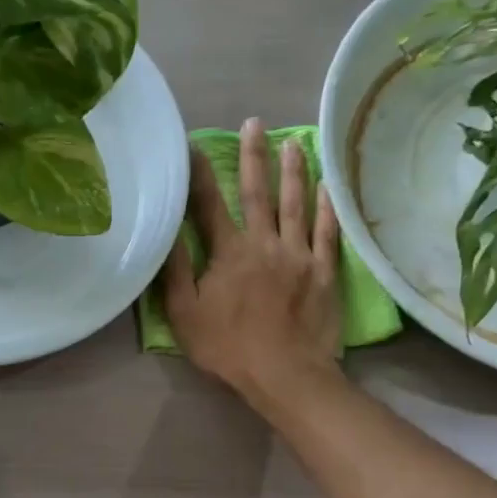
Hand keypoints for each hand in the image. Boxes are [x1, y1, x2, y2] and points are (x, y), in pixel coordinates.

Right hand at [164, 117, 343, 404]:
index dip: (200, 174)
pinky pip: (328, 232)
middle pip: (258, 193)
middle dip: (254, 156)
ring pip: (296, 204)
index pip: (210, 205)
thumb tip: (167, 231)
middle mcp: (265, 243)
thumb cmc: (228, 348)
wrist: (285, 374)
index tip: (194, 145)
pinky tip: (328, 187)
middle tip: (255, 123)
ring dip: (294, 171)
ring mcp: (299, 255)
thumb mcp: (184, 315)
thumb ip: (175, 272)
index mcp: (229, 253)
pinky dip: (327, 208)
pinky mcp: (324, 272)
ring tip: (294, 142)